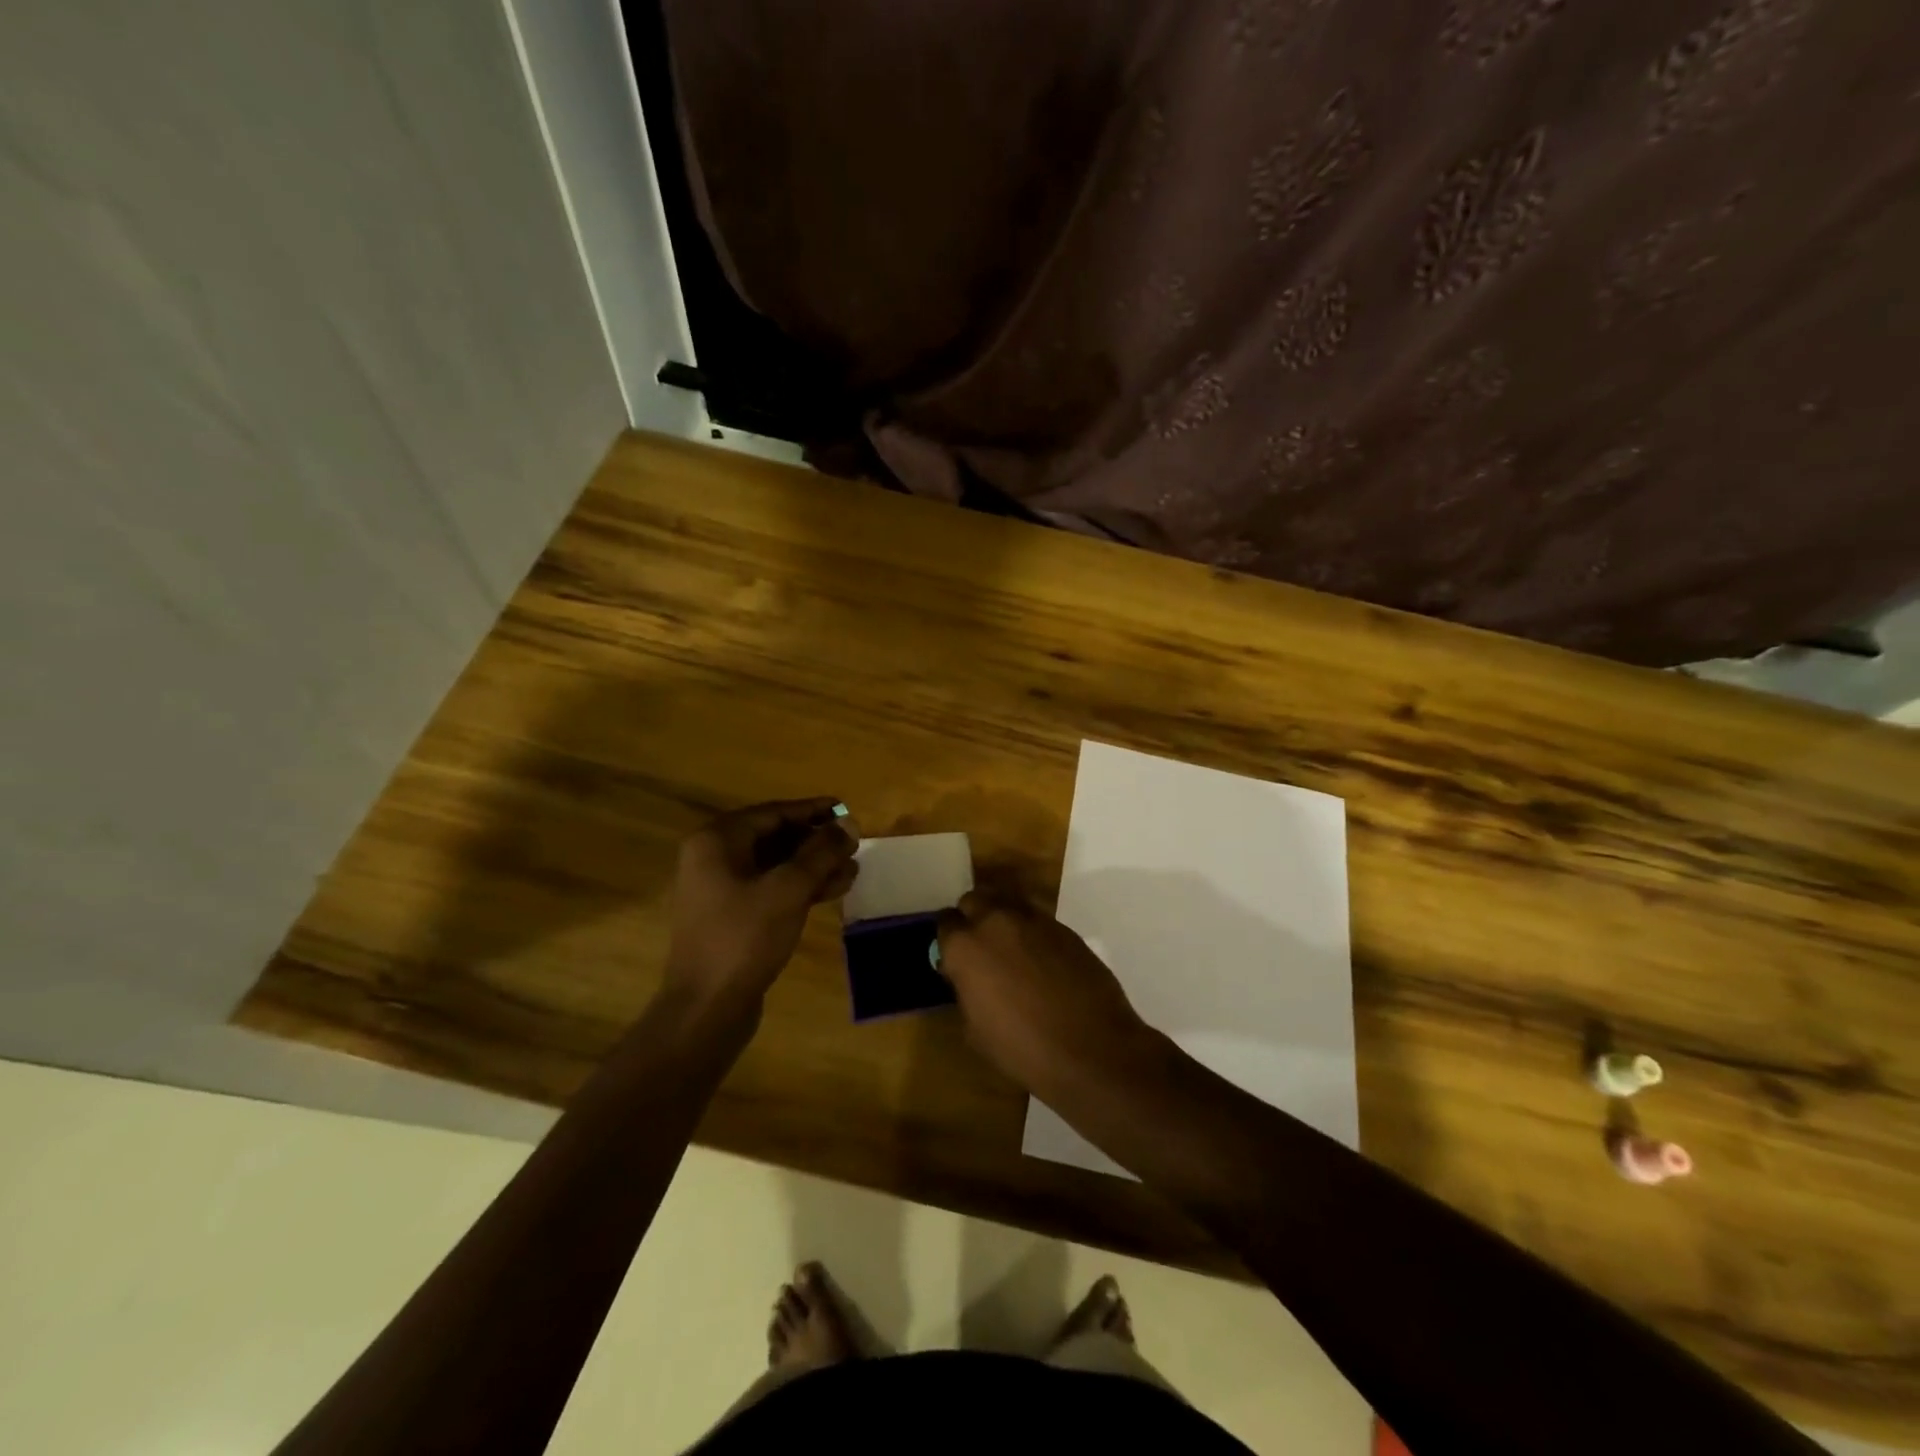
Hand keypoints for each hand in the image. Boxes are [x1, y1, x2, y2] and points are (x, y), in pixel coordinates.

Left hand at [664, 798, 857, 1015]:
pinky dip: (800, 888)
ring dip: (814, 866)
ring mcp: (721, 890)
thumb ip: (821, 853)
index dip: (812, 810)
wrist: (707, 1008)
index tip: (846, 809)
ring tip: (852, 870)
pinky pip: (771, 890)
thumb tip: (849, 824)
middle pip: (774, 838)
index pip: (773, 813)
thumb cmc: (744, 938)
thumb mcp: (789, 889)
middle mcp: (714, 858)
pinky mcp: (732, 917)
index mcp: (717, 841)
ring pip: (776, 866)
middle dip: (816, 841)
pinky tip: (834, 891)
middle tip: (853, 844)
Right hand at [935, 889, 1155, 1093]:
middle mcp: (996, 921)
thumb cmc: (1023, 1049)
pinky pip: (1037, 918)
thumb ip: (966, 991)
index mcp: (966, 947)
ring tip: (1011, 949)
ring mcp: (1033, 919)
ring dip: (1002, 918)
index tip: (955, 958)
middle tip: (981, 947)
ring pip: (1007, 901)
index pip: (945, 923)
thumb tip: (968, 978)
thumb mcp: (975, 1030)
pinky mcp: (1063, 927)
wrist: (1091, 1049)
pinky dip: (1032, 932)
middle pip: (974, 900)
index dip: (949, 941)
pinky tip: (1041, 959)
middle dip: (973, 918)